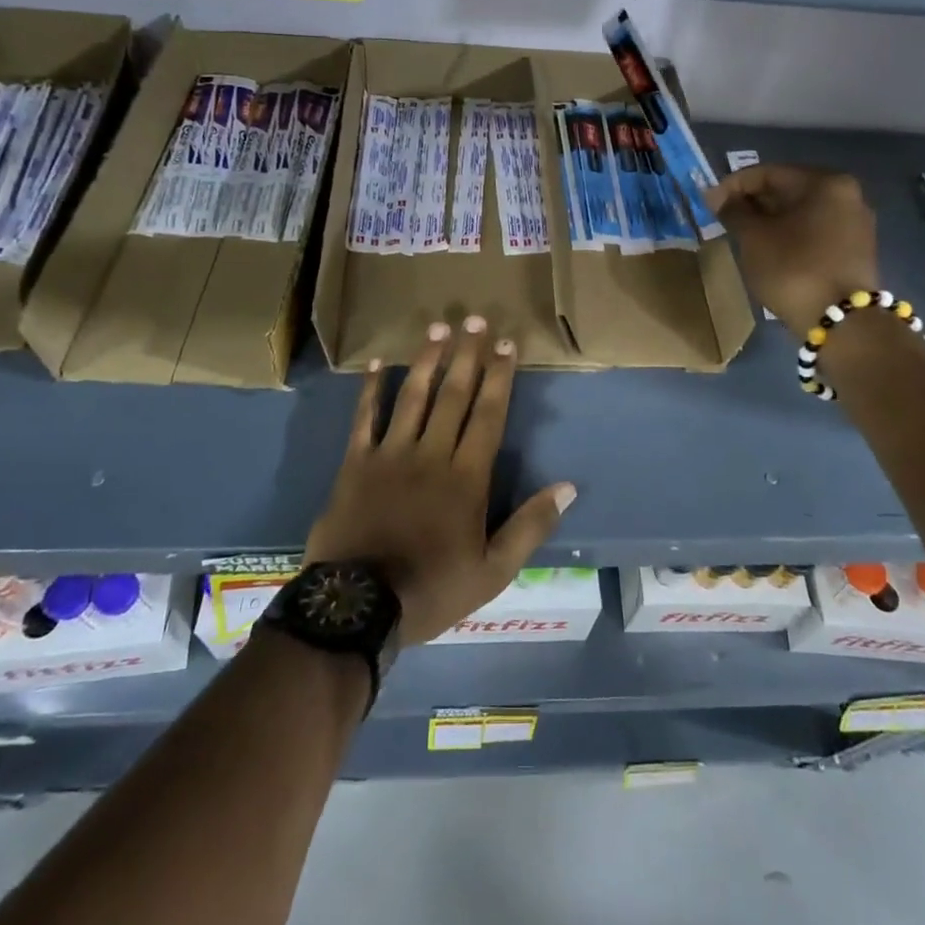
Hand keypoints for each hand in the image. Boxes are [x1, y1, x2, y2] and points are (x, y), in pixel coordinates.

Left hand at [306, 317, 576, 645]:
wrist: (357, 607)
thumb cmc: (431, 589)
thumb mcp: (493, 571)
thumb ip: (531, 526)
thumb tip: (569, 487)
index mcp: (466, 477)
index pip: (489, 415)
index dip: (500, 377)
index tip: (507, 344)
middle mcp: (431, 454)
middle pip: (454, 394)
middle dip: (467, 355)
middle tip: (475, 318)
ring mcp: (390, 454)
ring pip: (413, 396)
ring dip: (427, 359)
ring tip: (438, 328)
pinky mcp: (356, 463)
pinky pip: (365, 418)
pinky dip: (371, 389)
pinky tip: (378, 363)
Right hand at [704, 165, 879, 340]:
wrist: (842, 323)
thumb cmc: (793, 269)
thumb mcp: (754, 238)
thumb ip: (734, 211)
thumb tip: (718, 197)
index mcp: (825, 183)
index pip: (768, 173)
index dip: (733, 185)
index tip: (709, 203)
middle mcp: (847, 195)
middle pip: (788, 190)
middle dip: (753, 203)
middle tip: (724, 219)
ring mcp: (856, 223)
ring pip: (801, 212)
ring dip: (770, 220)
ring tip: (743, 236)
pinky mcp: (856, 250)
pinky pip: (814, 231)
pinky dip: (789, 235)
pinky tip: (770, 250)